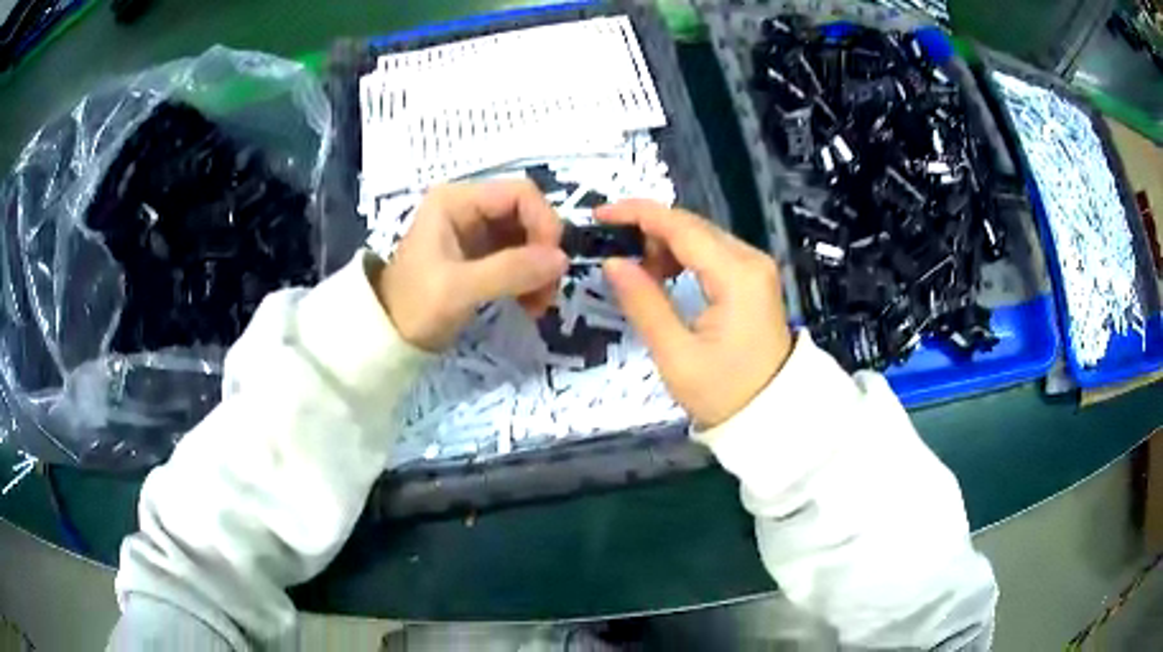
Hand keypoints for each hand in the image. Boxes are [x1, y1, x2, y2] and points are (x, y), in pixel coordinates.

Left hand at [378, 181, 567, 350]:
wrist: (386, 339)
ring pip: (527, 238)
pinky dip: (530, 279)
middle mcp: (468, 208)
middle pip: (527, 214)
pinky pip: (518, 257)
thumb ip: (510, 271)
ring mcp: (474, 231)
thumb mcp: (459, 289)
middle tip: (547, 292)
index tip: (552, 265)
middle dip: (543, 251)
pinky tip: (528, 305)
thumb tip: (562, 260)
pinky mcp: (479, 256)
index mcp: (456, 200)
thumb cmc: (414, 307)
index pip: (520, 193)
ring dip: (540, 269)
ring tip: (538, 305)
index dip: (544, 223)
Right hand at [597, 200, 793, 427]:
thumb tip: (613, 263)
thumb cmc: (724, 392)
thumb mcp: (676, 355)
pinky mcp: (754, 280)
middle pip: (692, 225)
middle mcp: (751, 260)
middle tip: (613, 250)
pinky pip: (712, 253)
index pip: (681, 226)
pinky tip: (663, 276)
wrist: (771, 415)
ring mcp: (755, 268)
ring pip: (701, 237)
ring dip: (665, 244)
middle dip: (648, 229)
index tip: (600, 215)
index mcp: (736, 275)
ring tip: (637, 272)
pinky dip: (683, 257)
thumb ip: (644, 303)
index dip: (637, 214)